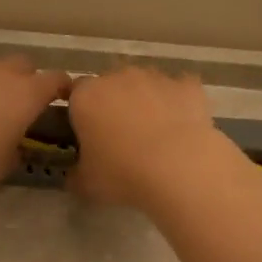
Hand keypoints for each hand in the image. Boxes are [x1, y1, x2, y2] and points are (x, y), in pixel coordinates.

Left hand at [0, 56, 70, 189]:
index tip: (64, 96)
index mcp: (26, 94)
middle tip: (19, 102)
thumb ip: (15, 151)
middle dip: (25, 78)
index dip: (62, 86)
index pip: (56, 80)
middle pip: (23, 64)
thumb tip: (15, 148)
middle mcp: (0, 73)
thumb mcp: (3, 165)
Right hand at [66, 67, 230, 207]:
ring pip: (146, 86)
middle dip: (114, 105)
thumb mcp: (85, 184)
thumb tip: (74, 174)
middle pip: (111, 86)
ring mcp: (156, 77)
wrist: (179, 167)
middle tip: (122, 139)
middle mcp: (118, 77)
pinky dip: (178, 105)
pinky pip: (178, 92)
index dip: (81, 114)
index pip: (75, 95)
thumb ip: (74, 175)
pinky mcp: (188, 85)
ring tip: (156, 137)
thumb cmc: (122, 173)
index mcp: (86, 96)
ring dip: (147, 103)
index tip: (88, 137)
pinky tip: (183, 130)